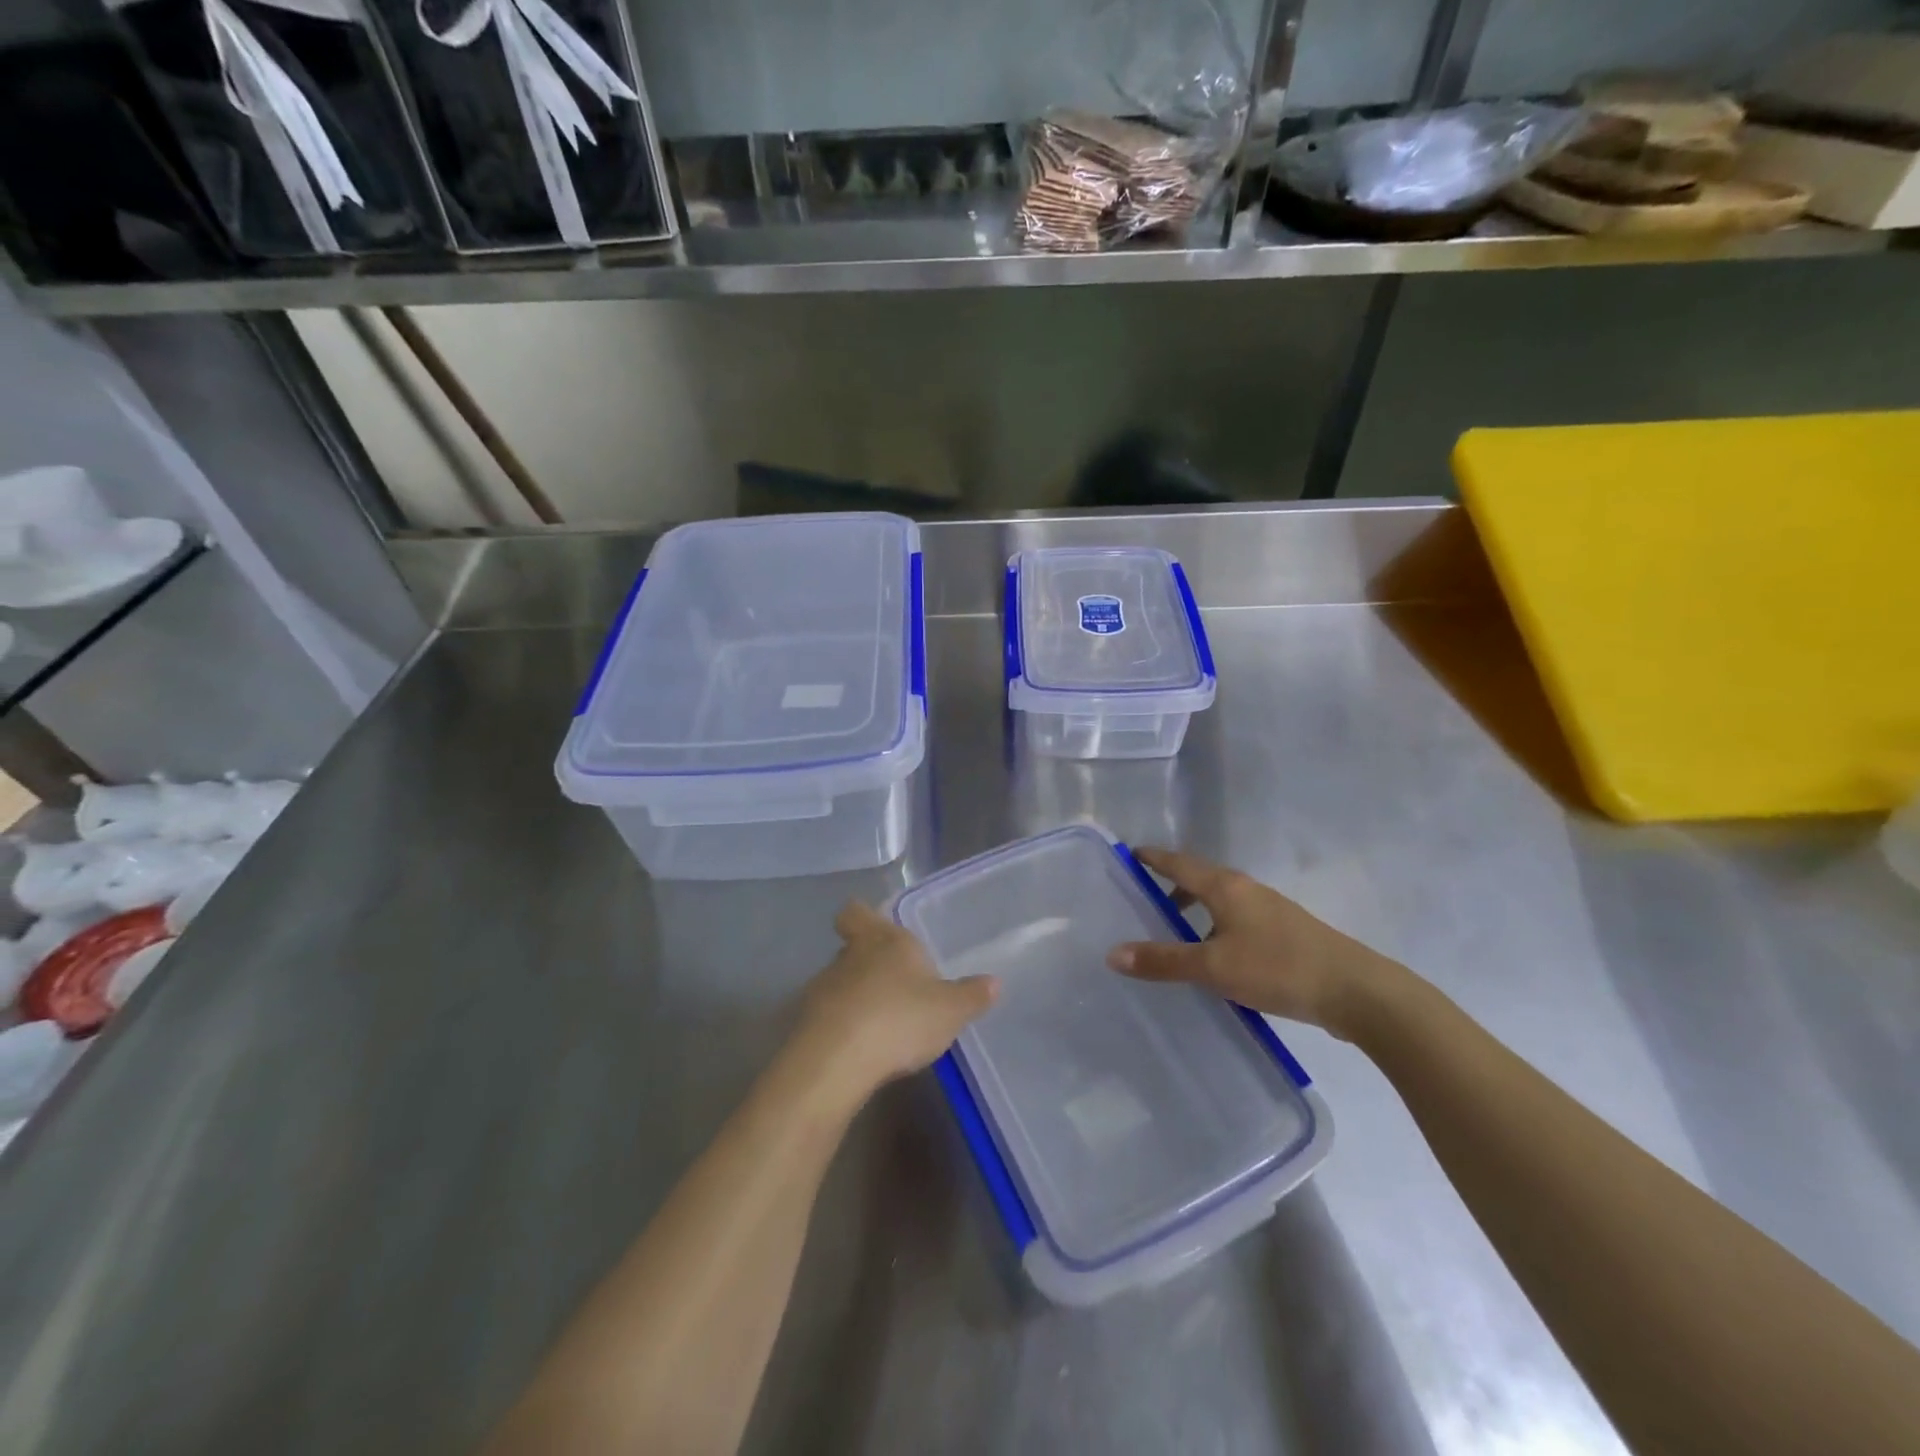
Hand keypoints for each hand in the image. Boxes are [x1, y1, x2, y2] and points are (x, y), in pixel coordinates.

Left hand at [793, 902, 997, 1099]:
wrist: (837, 1061)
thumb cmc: (900, 1018)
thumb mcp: (950, 1010)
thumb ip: (971, 995)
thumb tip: (994, 982)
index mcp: (885, 941)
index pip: (857, 912)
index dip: (862, 917)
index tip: (873, 927)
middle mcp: (850, 956)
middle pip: (852, 948)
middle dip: (869, 963)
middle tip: (895, 984)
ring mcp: (823, 989)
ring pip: (839, 983)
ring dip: (856, 998)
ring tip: (881, 1025)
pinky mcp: (806, 1024)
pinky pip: (828, 1017)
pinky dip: (843, 1028)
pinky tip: (861, 1050)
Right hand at [1106, 847, 1403, 1038]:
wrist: (1357, 992)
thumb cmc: (1277, 968)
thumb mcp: (1212, 967)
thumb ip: (1163, 960)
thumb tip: (1112, 953)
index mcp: (1225, 887)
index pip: (1179, 863)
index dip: (1154, 858)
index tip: (1131, 853)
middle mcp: (1247, 890)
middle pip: (1200, 879)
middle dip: (1172, 886)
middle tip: (1144, 901)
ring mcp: (1270, 911)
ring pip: (1221, 902)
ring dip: (1195, 911)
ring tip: (1175, 934)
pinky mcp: (1286, 934)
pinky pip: (1237, 920)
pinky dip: (1216, 928)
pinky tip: (1216, 958)